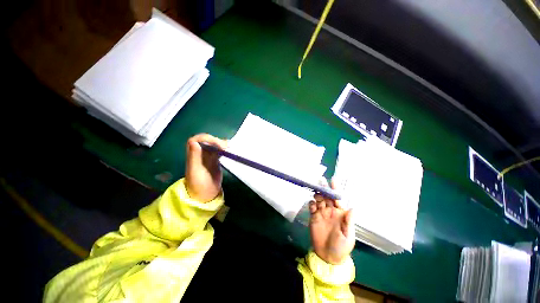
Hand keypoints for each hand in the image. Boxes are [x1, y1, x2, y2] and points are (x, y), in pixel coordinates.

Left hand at [185, 134, 227, 202]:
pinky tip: (230, 150)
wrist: (205, 194)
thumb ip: (194, 156)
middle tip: (226, 148)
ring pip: (214, 144)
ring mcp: (209, 156)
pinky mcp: (216, 160)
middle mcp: (200, 153)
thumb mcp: (195, 171)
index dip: (207, 138)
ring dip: (221, 144)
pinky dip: (225, 149)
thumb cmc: (199, 184)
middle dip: (216, 141)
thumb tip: (194, 142)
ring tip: (229, 148)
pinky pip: (219, 151)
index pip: (197, 139)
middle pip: (207, 140)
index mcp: (193, 154)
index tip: (217, 144)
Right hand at [309, 182, 354, 264]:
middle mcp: (330, 210)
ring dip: (318, 195)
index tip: (333, 180)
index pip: (337, 199)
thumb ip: (348, 222)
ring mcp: (321, 213)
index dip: (335, 190)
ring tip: (317, 194)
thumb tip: (352, 208)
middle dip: (324, 189)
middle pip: (327, 197)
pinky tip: (312, 205)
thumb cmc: (341, 246)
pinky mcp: (313, 217)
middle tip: (321, 181)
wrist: (328, 256)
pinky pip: (312, 207)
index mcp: (340, 213)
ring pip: (319, 200)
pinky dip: (311, 204)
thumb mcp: (348, 235)